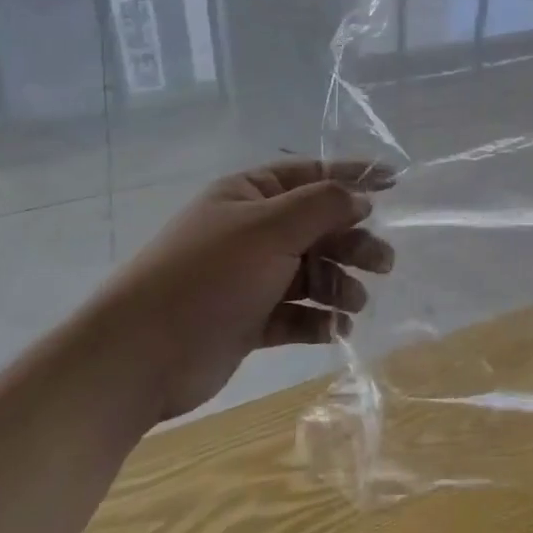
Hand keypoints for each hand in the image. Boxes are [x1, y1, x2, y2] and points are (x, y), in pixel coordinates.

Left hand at [84, 160, 395, 422]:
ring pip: (311, 271)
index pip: (312, 174)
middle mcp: (252, 231)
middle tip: (384, 263)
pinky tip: (335, 330)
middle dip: (352, 242)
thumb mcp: (271, 229)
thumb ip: (324, 206)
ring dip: (339, 284)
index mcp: (250, 195)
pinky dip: (318, 319)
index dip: (354, 176)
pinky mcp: (249, 319)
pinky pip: (296, 311)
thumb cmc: (208, 277)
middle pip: (318, 227)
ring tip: (355, 304)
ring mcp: (250, 277)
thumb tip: (361, 199)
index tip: (395, 183)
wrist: (137, 359)